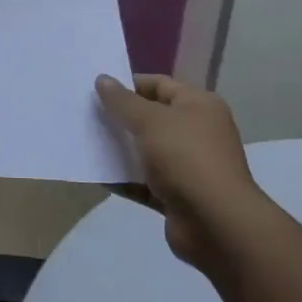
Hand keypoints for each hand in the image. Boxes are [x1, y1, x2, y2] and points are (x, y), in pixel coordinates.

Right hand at [95, 74, 268, 269]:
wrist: (215, 222)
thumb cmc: (185, 158)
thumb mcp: (150, 121)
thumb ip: (122, 101)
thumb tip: (102, 79)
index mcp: (199, 106)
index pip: (160, 85)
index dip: (129, 84)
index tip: (97, 89)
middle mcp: (197, 132)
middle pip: (152, 118)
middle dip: (120, 117)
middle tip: (86, 115)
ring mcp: (188, 166)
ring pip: (146, 152)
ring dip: (119, 149)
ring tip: (86, 143)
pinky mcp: (177, 196)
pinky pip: (144, 182)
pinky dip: (123, 180)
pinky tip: (97, 176)